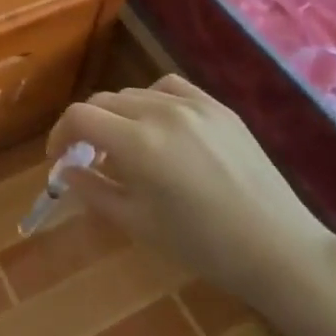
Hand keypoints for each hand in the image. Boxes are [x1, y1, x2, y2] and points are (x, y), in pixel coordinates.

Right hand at [49, 76, 333, 305]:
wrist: (277, 247)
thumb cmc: (202, 245)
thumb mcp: (138, 224)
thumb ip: (94, 191)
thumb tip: (66, 172)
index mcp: (138, 143)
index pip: (80, 117)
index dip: (60, 134)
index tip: (59, 158)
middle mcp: (161, 112)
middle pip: (104, 101)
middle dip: (87, 126)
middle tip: (88, 157)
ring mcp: (193, 104)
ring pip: (135, 94)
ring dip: (118, 114)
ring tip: (126, 144)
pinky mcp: (218, 106)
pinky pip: (170, 88)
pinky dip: (152, 101)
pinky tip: (159, 125)